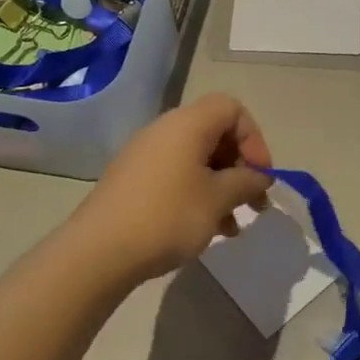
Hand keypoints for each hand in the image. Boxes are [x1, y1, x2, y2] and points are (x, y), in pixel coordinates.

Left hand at [73, 93, 274, 285]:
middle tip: (253, 201)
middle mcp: (165, 130)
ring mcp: (145, 155)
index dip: (254, 138)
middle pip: (215, 133)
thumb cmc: (168, 216)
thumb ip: (246, 182)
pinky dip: (197, 194)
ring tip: (232, 225)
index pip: (231, 109)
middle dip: (239, 166)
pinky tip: (205, 228)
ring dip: (221, 186)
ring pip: (196, 159)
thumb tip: (259, 177)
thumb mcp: (218, 199)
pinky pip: (176, 175)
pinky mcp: (133, 179)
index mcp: (188, 124)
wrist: (100, 251)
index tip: (260, 175)